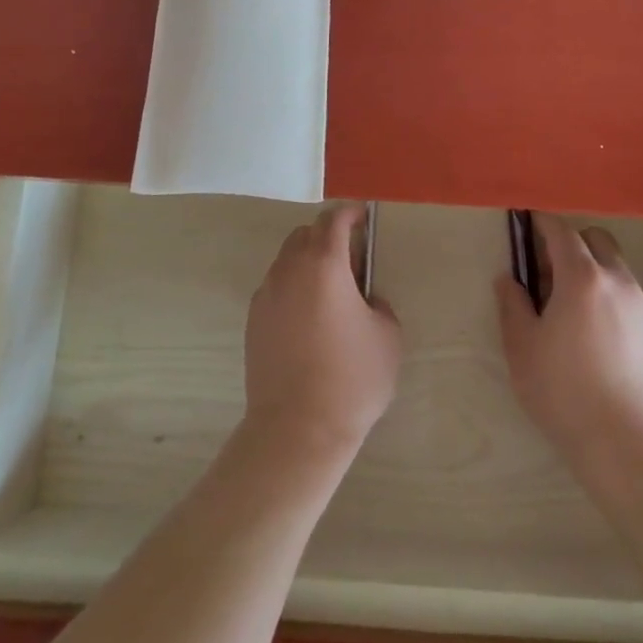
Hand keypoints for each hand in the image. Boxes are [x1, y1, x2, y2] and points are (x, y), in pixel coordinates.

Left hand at [243, 205, 401, 461]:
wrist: (297, 429)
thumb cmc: (352, 379)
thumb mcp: (388, 336)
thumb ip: (379, 304)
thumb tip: (365, 300)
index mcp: (324, 264)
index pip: (334, 220)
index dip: (350, 213)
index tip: (363, 217)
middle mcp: (290, 270)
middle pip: (305, 234)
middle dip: (328, 235)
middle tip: (351, 259)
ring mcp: (266, 294)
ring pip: (287, 259)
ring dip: (308, 261)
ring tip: (330, 291)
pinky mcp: (253, 319)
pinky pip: (276, 287)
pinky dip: (293, 287)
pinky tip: (309, 318)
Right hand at [496, 213, 642, 473]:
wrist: (625, 443)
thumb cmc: (563, 391)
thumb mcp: (522, 347)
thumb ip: (512, 304)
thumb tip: (509, 279)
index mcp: (582, 277)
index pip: (561, 231)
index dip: (541, 222)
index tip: (525, 221)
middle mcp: (617, 280)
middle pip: (595, 239)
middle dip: (569, 243)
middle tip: (546, 271)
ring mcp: (641, 304)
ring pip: (614, 266)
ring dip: (590, 268)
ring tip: (568, 305)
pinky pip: (626, 292)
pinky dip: (606, 292)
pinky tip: (592, 328)